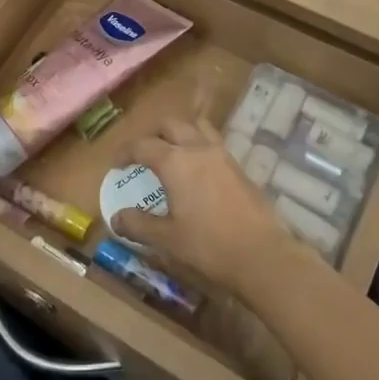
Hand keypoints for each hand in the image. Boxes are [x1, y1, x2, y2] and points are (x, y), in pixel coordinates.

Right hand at [109, 119, 308, 295]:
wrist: (262, 255)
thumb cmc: (208, 246)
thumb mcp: (167, 239)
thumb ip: (139, 224)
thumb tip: (116, 218)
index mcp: (174, 162)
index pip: (142, 145)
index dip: (125, 152)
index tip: (116, 165)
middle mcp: (196, 148)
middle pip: (169, 125)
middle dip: (151, 134)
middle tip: (142, 153)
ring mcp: (221, 154)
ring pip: (195, 126)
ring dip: (179, 132)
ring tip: (171, 151)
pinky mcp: (238, 166)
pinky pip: (213, 141)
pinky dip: (198, 144)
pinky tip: (197, 168)